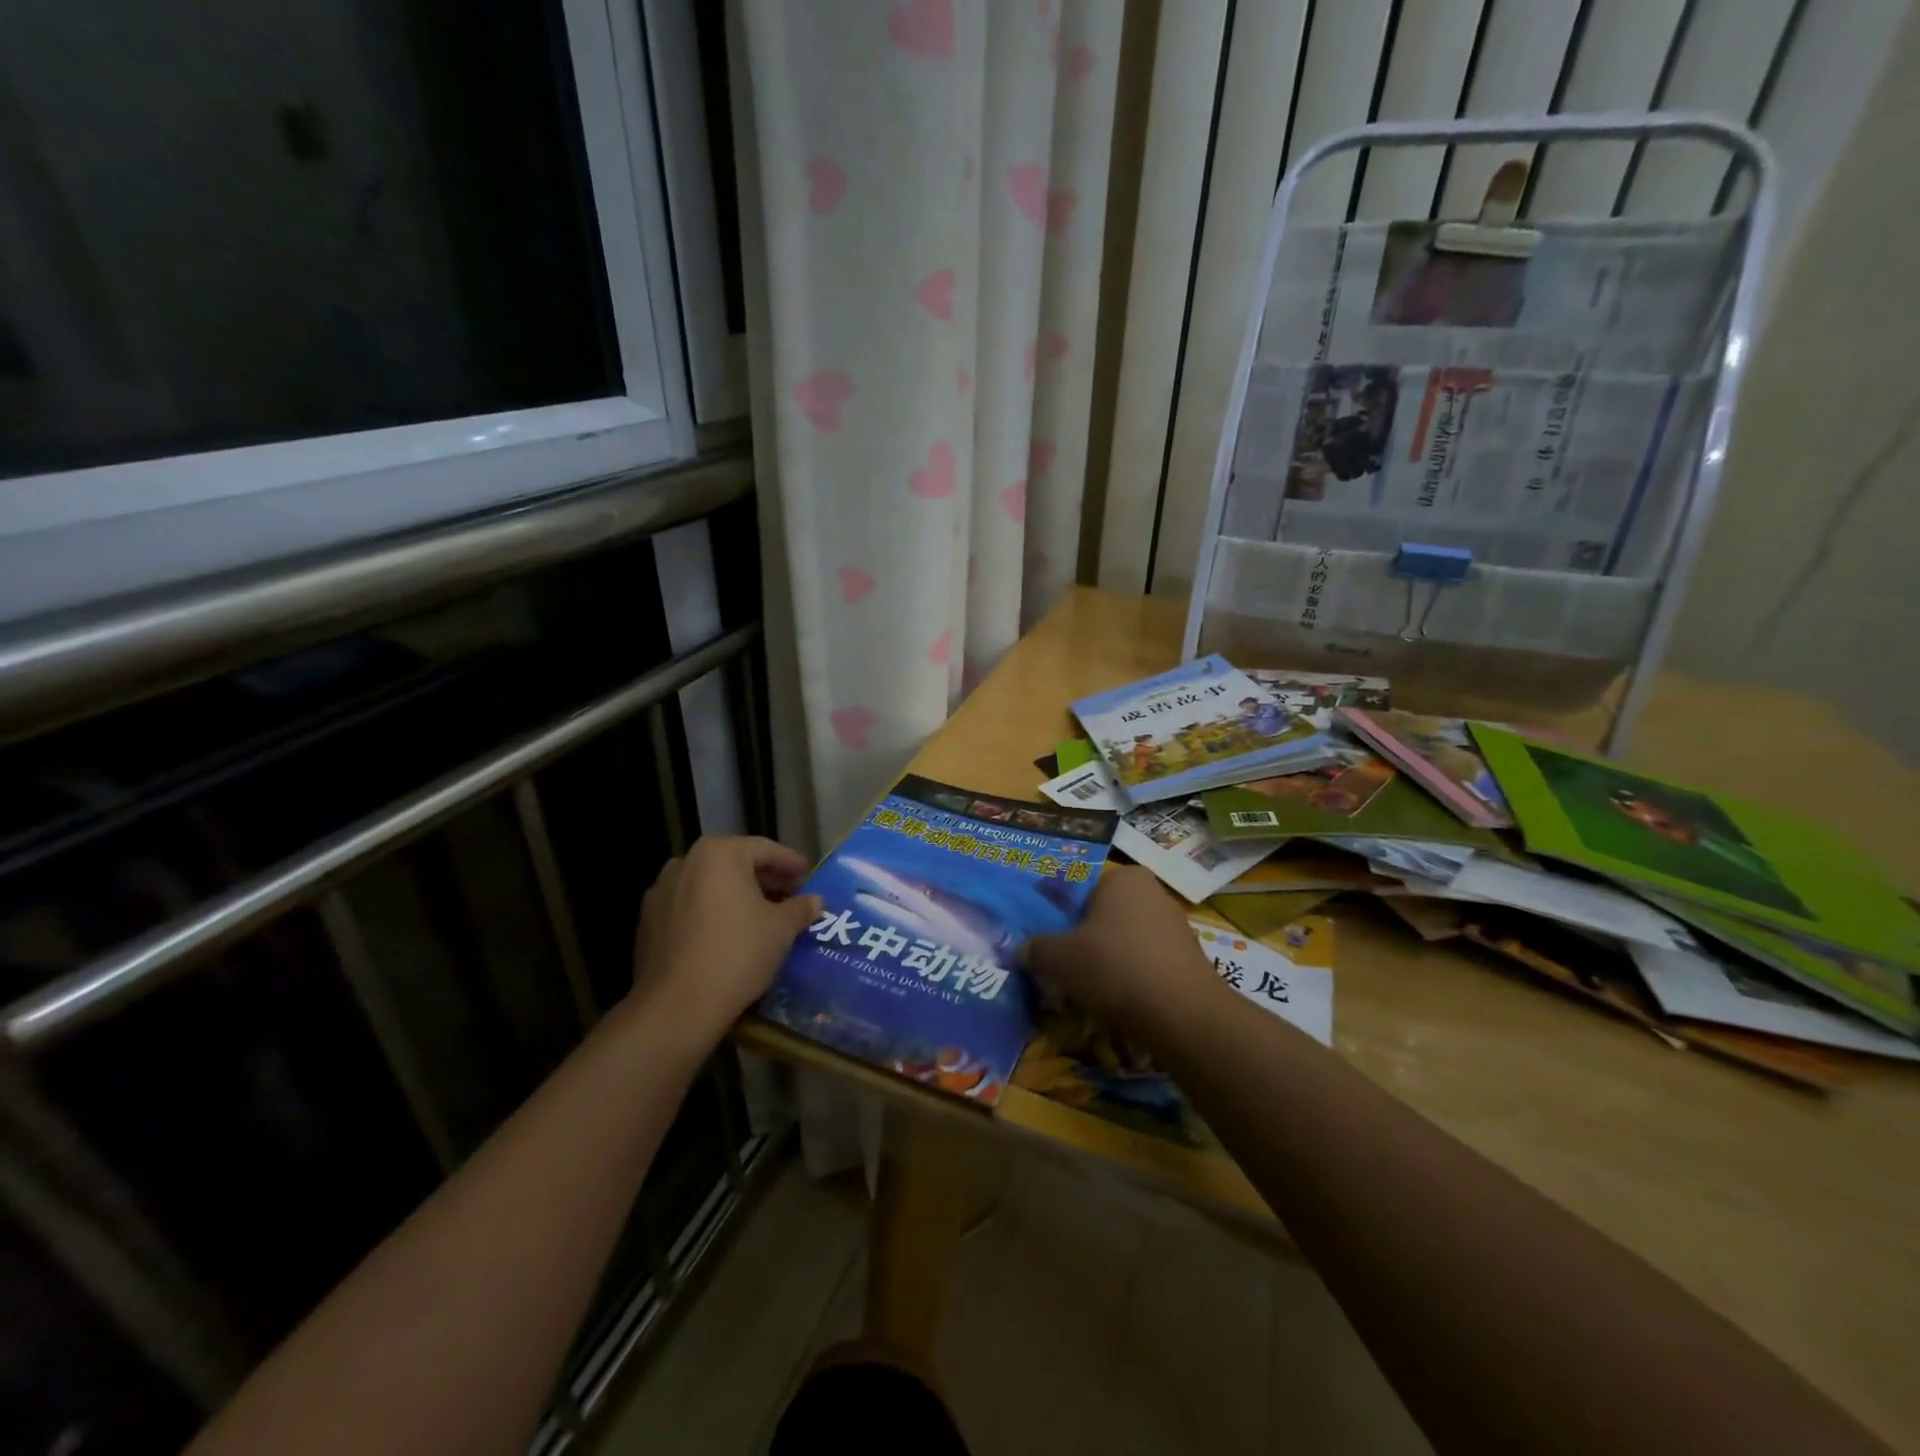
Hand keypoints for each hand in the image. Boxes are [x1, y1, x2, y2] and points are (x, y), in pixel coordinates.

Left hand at [632, 835, 822, 1039]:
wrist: (677, 1006)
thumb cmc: (738, 953)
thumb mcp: (782, 929)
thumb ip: (800, 908)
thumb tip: (816, 901)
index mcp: (718, 853)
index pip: (764, 849)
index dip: (791, 863)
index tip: (808, 876)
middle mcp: (684, 863)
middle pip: (734, 865)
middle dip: (764, 880)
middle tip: (790, 897)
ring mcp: (661, 892)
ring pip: (710, 887)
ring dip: (737, 897)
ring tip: (761, 917)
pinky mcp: (648, 923)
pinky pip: (690, 909)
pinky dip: (712, 914)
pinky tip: (729, 935)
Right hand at [1022, 864, 1227, 1037]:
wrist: (1182, 1014)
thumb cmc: (1114, 967)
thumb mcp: (1059, 958)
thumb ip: (1036, 949)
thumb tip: (1022, 950)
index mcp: (1122, 878)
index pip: (1079, 893)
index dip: (1060, 921)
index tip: (1050, 949)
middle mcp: (1152, 892)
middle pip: (1102, 918)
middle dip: (1083, 945)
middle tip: (1064, 974)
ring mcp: (1176, 926)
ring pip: (1124, 943)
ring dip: (1106, 965)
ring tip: (1090, 996)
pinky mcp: (1189, 959)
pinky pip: (1146, 964)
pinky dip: (1131, 980)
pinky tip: (1120, 1006)